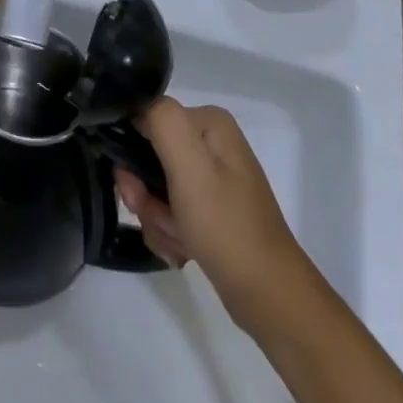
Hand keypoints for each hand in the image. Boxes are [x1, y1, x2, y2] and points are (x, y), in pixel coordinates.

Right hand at [116, 100, 301, 316]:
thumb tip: (137, 107)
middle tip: (159, 218)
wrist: (268, 296)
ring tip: (178, 240)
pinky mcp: (211, 209)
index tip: (138, 188)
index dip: (133, 154)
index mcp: (209, 123)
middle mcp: (211, 144)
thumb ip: (162, 120)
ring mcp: (212, 178)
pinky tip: (183, 250)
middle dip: (146, 195)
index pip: (147, 120)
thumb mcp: (190, 165)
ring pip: (155, 188)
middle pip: (149, 157)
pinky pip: (170, 211)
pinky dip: (168, 232)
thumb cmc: (226, 226)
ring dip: (156, 217)